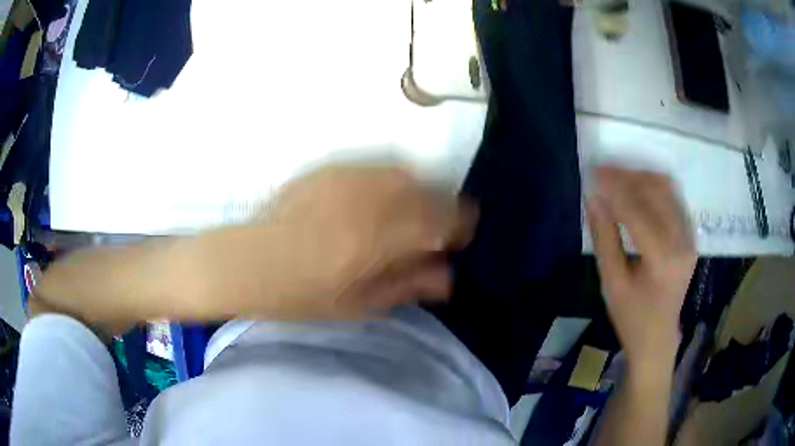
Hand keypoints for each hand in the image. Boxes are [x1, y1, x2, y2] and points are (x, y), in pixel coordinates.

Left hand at [201, 165, 476, 318]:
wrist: (249, 263)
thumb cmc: (301, 295)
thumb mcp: (359, 304)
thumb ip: (408, 284)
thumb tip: (449, 274)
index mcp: (377, 240)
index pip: (442, 218)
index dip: (459, 225)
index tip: (457, 237)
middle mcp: (367, 200)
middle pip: (427, 188)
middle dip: (440, 207)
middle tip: (431, 229)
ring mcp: (346, 178)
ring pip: (403, 172)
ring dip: (416, 190)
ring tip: (405, 213)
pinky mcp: (329, 168)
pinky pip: (375, 166)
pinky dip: (389, 180)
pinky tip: (376, 200)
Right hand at [586, 167, 695, 369]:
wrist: (658, 337)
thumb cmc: (631, 317)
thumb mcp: (611, 283)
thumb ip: (604, 238)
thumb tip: (594, 198)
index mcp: (662, 261)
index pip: (637, 212)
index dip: (614, 190)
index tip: (593, 175)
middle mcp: (682, 243)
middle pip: (657, 192)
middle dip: (627, 176)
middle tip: (602, 172)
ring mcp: (690, 238)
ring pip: (667, 189)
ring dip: (641, 176)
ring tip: (617, 176)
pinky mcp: (690, 236)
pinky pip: (674, 198)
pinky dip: (654, 186)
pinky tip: (636, 188)